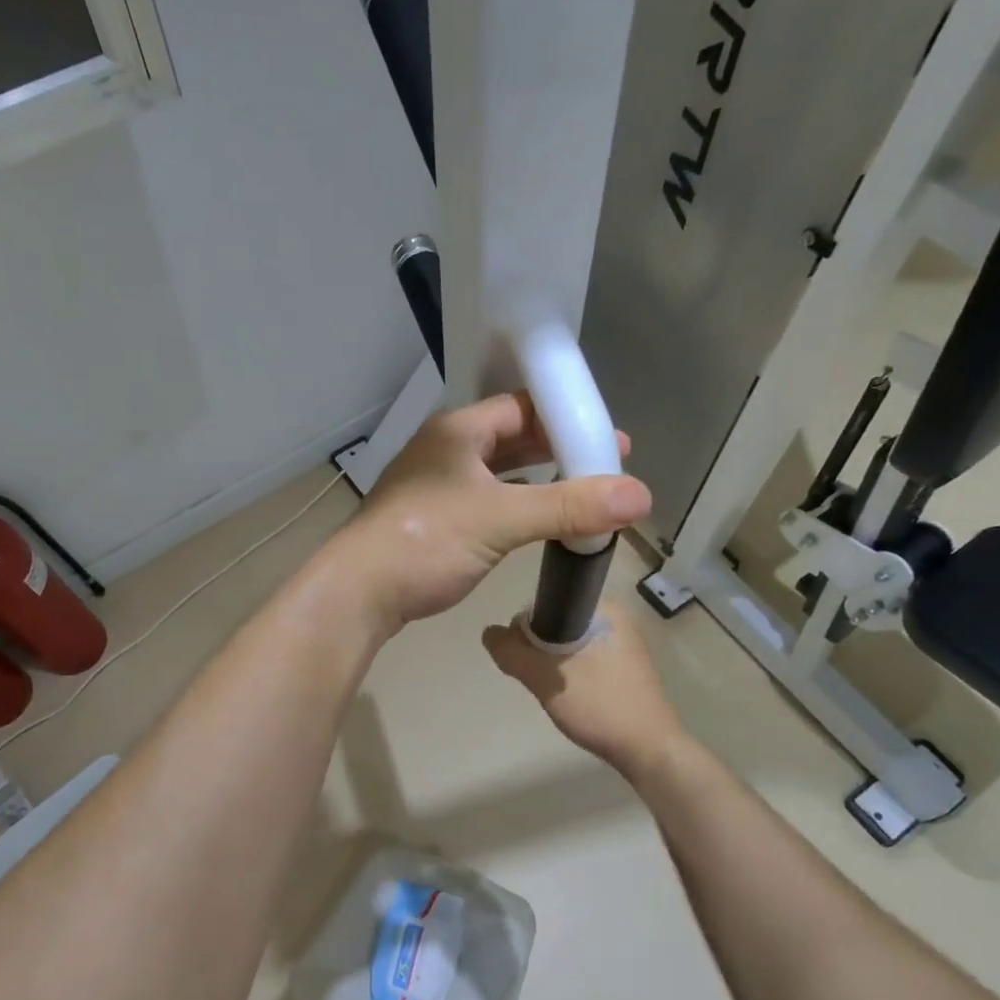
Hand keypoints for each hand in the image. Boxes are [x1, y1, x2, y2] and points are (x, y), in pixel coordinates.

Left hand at [327, 393, 649, 633]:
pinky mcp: (432, 520)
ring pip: (498, 473)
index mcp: (457, 431)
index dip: (568, 418)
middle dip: (558, 450)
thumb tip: (640, 495)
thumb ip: (569, 506)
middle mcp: (445, 450)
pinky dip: (516, 506)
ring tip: (582, 493)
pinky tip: (539, 522)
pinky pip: (486, 501)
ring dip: (538, 481)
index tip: (610, 439)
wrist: (358, 592)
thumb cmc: (426, 542)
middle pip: (512, 438)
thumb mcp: (500, 519)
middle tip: (605, 467)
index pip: (522, 407)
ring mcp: (435, 486)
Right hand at [483, 602, 684, 774]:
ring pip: (569, 644)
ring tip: (556, 690)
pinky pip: (586, 660)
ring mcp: (625, 644)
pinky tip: (573, 697)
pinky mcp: (627, 668)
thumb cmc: (599, 706)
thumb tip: (488, 632)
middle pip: (557, 624)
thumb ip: (511, 652)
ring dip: (554, 665)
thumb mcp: (545, 678)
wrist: (649, 750)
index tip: (525, 659)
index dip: (526, 630)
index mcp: (604, 608)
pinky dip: (571, 674)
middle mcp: (617, 618)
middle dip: (540, 650)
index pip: (547, 603)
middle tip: (541, 679)